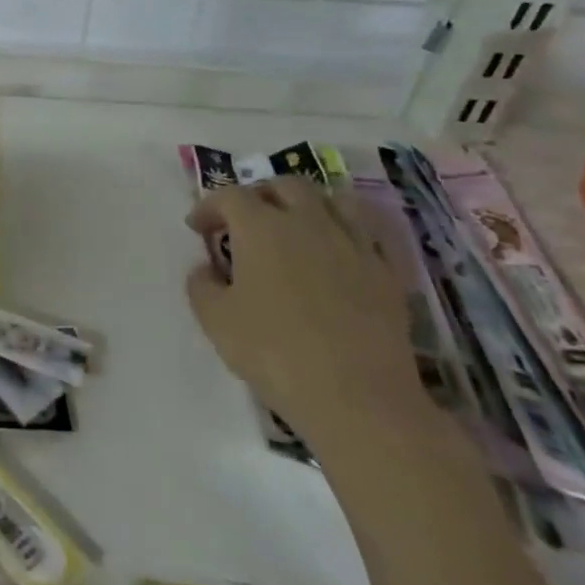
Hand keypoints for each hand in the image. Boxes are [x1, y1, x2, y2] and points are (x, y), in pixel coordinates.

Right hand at [186, 176, 423, 445]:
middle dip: (260, 195)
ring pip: (334, 200)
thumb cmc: (275, 352)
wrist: (359, 398)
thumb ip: (202, 285)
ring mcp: (353, 245)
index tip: (197, 228)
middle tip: (246, 220)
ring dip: (309, 205)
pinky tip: (338, 254)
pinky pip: (368, 235)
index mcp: (260, 227)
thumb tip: (207, 269)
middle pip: (285, 186)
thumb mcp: (215, 320)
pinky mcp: (387, 273)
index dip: (209, 207)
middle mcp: (308, 222)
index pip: (230, 196)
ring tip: (297, 226)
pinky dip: (347, 234)